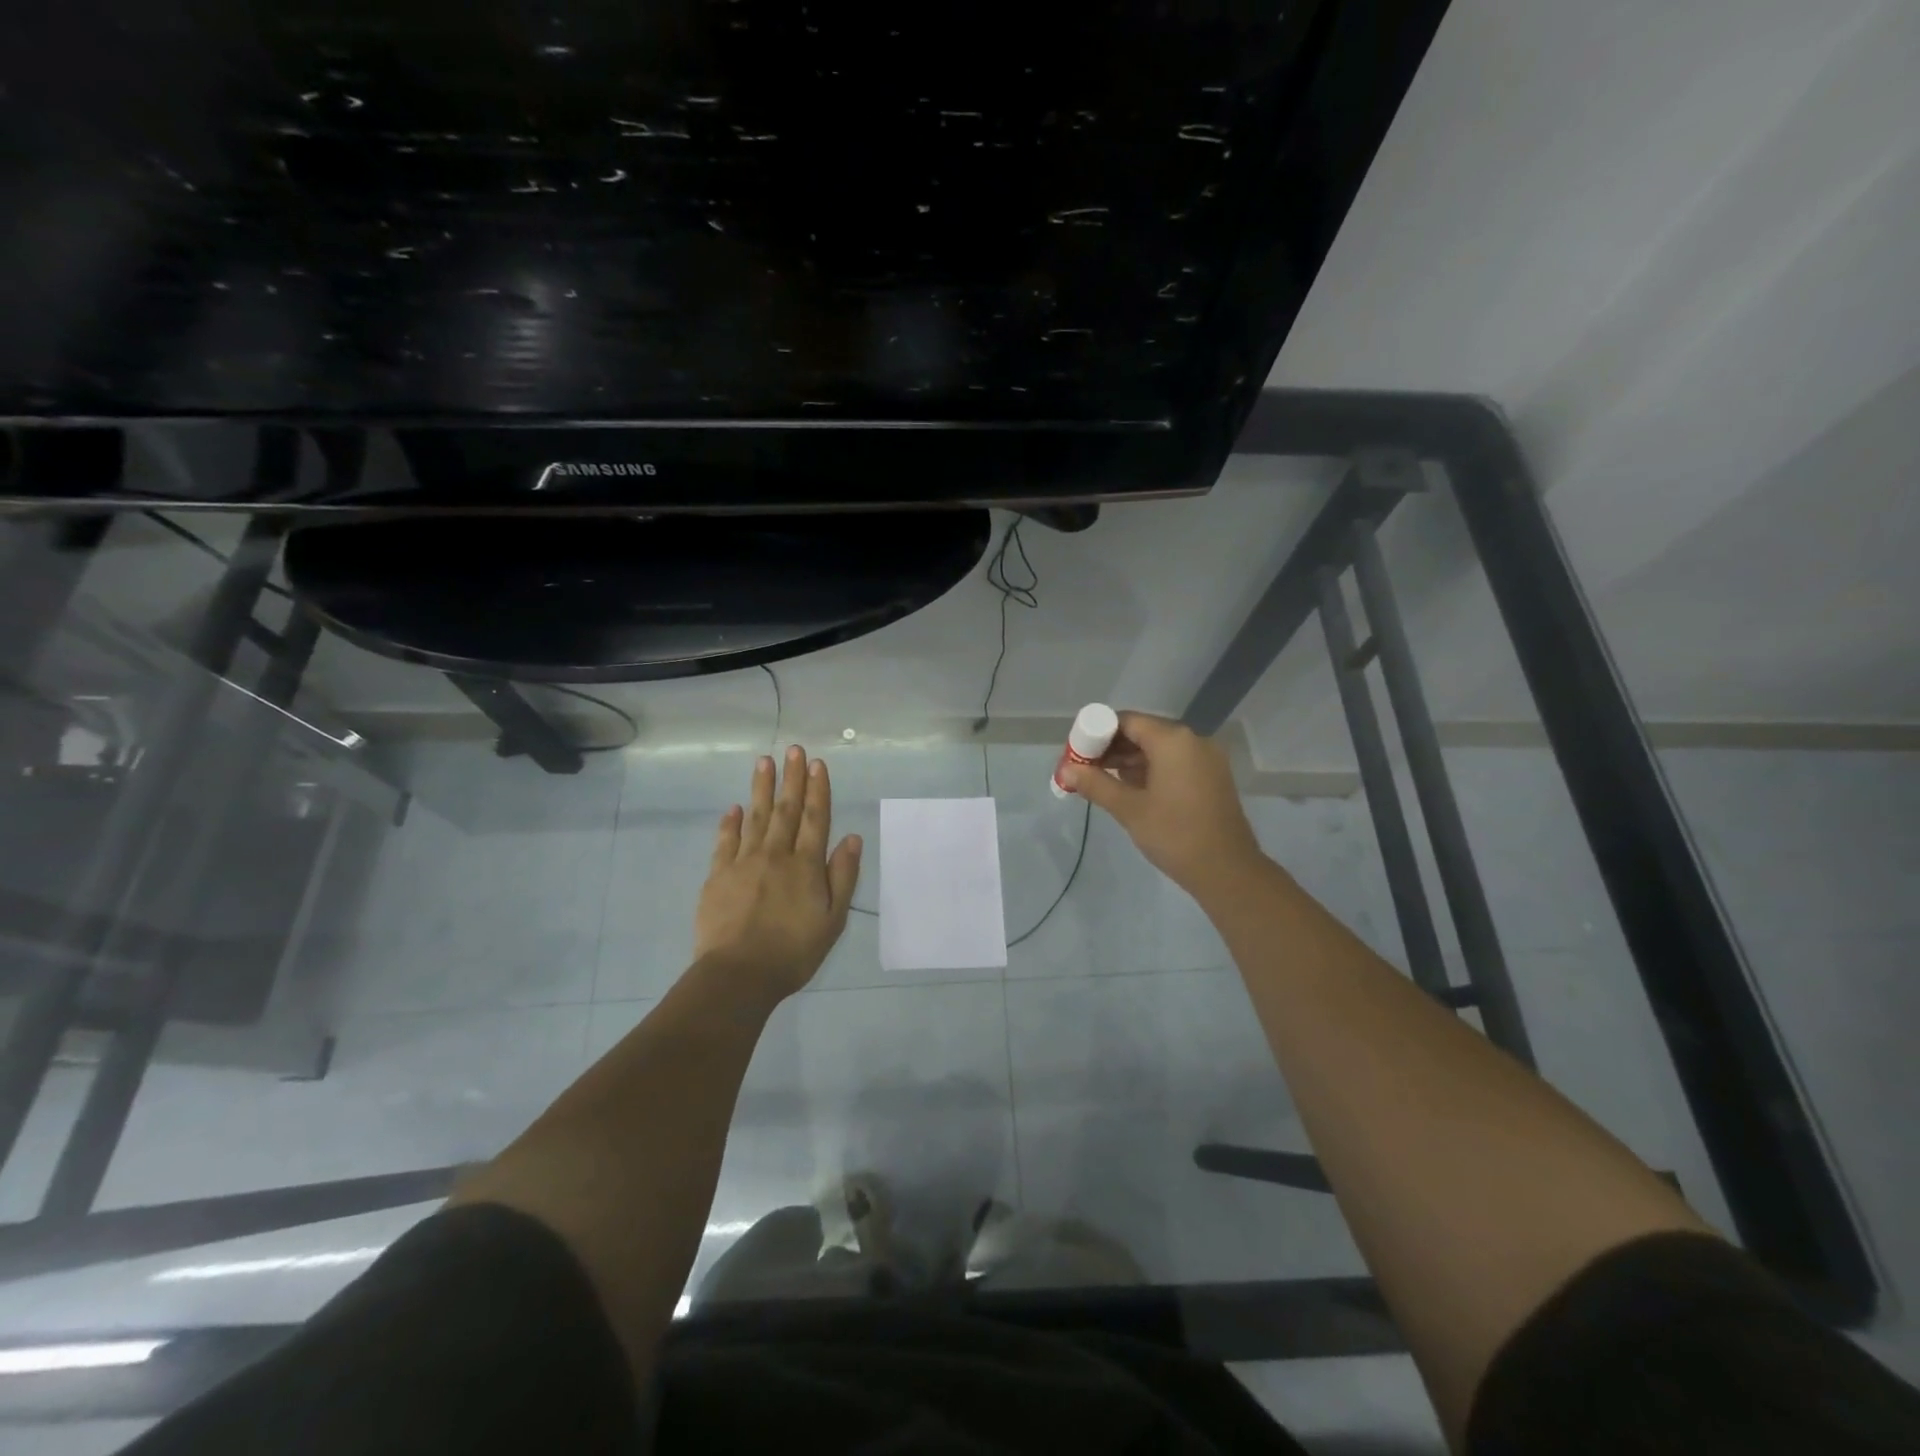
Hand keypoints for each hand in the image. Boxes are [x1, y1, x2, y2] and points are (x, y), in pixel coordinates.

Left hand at [693, 746, 862, 1003]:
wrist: (738, 975)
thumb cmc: (793, 952)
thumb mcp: (833, 920)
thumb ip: (843, 876)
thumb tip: (852, 838)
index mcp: (806, 865)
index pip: (816, 819)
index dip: (818, 789)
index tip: (817, 764)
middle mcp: (776, 855)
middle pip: (786, 810)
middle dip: (792, 778)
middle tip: (793, 749)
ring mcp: (743, 862)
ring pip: (755, 816)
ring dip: (761, 788)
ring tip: (764, 761)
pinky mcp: (718, 876)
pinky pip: (725, 841)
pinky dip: (730, 823)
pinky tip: (733, 807)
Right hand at [1061, 711, 1264, 898]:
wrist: (1227, 871)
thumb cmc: (1175, 834)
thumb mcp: (1129, 809)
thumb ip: (1095, 784)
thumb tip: (1066, 770)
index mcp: (1173, 740)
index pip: (1127, 721)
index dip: (1097, 733)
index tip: (1077, 752)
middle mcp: (1193, 740)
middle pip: (1143, 732)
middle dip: (1112, 748)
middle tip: (1085, 769)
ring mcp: (1206, 758)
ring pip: (1159, 748)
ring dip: (1130, 760)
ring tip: (1102, 782)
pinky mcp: (1212, 777)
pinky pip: (1175, 762)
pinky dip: (1151, 770)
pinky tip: (1132, 790)